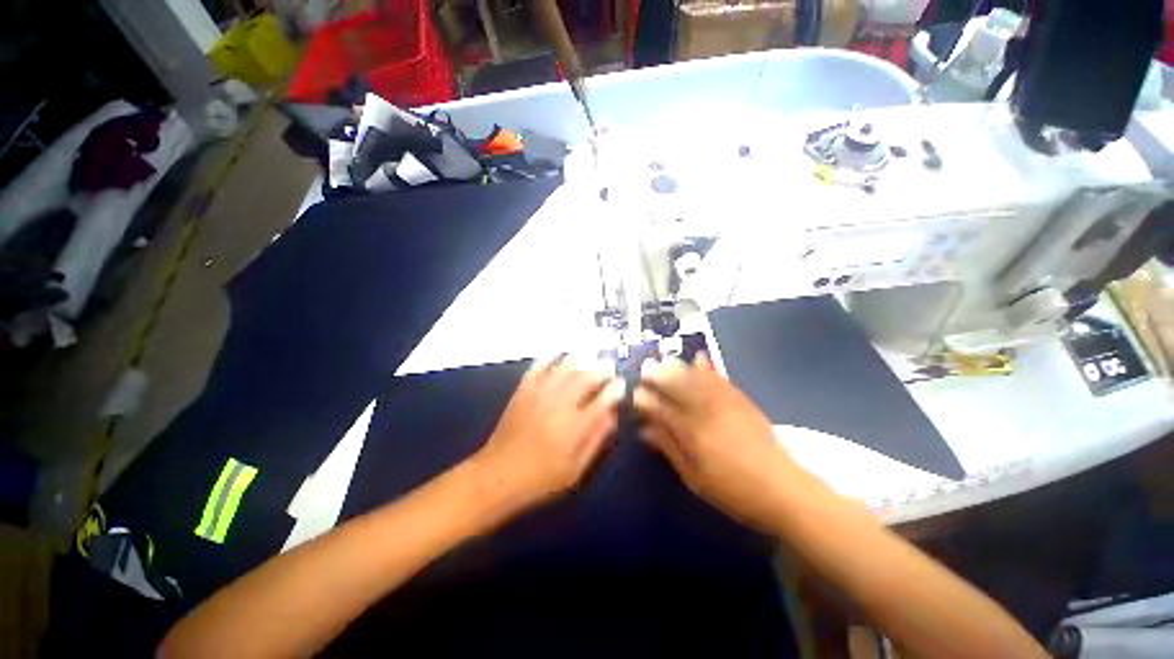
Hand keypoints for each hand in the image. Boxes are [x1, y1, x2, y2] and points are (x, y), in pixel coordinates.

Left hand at [472, 357, 624, 514]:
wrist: (498, 476)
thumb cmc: (541, 478)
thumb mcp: (576, 469)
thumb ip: (597, 440)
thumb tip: (612, 416)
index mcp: (576, 426)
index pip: (602, 400)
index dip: (615, 389)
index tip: (621, 383)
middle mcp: (560, 403)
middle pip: (585, 378)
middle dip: (601, 369)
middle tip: (609, 366)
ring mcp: (540, 393)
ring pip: (564, 367)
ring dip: (580, 359)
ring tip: (589, 356)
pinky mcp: (523, 390)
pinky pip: (538, 366)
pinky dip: (549, 357)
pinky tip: (557, 352)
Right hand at [634, 352, 799, 532]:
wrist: (782, 487)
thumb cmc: (733, 490)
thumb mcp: (694, 477)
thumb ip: (669, 449)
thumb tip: (645, 430)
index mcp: (692, 433)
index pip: (661, 408)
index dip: (645, 399)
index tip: (634, 393)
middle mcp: (705, 411)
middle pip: (677, 386)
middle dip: (658, 375)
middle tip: (645, 368)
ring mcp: (725, 402)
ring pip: (696, 378)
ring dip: (678, 367)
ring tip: (664, 361)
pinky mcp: (741, 400)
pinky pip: (720, 377)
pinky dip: (707, 366)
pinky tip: (698, 357)